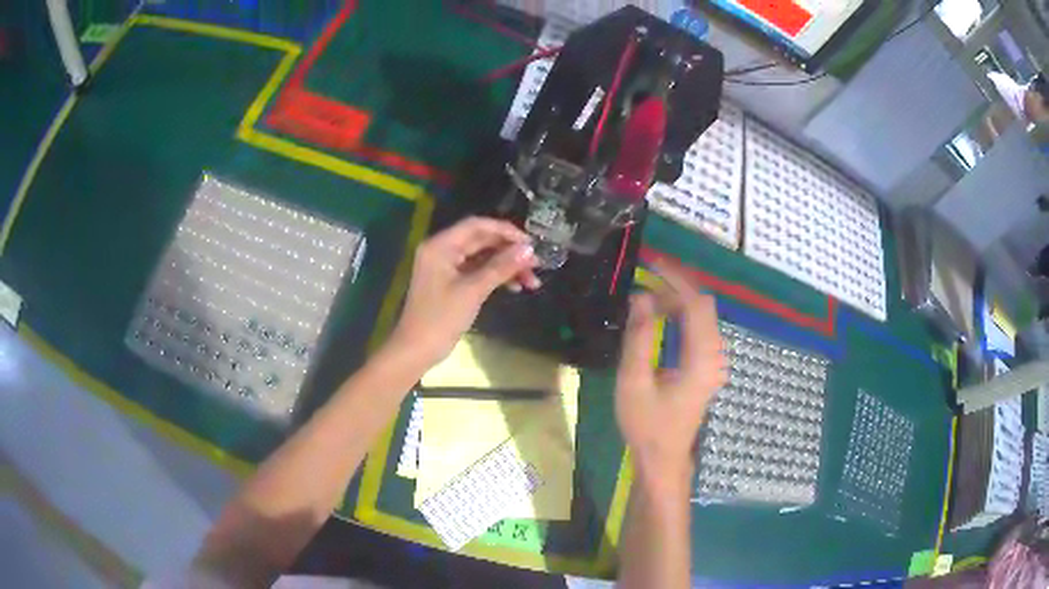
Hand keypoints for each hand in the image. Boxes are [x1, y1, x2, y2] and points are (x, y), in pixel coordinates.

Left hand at [386, 217, 540, 367]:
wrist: (416, 350)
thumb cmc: (440, 319)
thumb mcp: (473, 291)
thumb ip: (501, 267)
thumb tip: (529, 249)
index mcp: (441, 245)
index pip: (477, 225)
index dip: (505, 231)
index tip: (531, 243)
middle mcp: (442, 250)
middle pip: (481, 240)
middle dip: (510, 251)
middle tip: (537, 264)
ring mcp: (446, 266)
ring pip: (482, 257)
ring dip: (506, 266)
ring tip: (532, 281)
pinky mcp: (451, 282)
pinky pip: (477, 271)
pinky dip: (496, 277)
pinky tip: (515, 287)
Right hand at [615, 259, 726, 490]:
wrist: (664, 458)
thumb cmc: (647, 425)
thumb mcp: (634, 382)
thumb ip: (639, 338)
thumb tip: (641, 297)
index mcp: (701, 359)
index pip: (697, 304)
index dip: (676, 279)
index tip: (651, 263)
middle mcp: (714, 356)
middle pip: (703, 306)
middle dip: (676, 286)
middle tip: (645, 277)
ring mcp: (714, 362)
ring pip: (702, 316)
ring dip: (678, 300)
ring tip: (647, 296)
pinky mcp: (708, 367)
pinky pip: (700, 330)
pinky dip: (681, 315)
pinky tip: (661, 317)